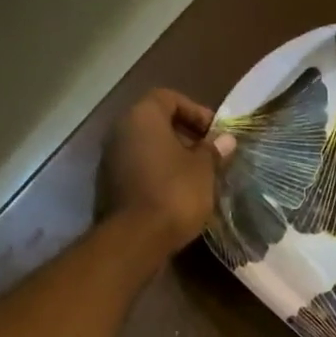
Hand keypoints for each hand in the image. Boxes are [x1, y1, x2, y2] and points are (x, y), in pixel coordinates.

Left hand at [96, 89, 236, 259]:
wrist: (137, 238)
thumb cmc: (175, 194)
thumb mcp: (203, 171)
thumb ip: (213, 151)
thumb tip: (225, 139)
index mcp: (143, 117)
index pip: (169, 98)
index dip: (195, 111)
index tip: (215, 133)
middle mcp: (121, 130)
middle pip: (155, 123)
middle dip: (184, 136)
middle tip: (208, 157)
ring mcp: (111, 159)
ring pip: (146, 148)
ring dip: (170, 158)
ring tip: (195, 178)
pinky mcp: (110, 186)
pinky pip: (139, 170)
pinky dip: (157, 175)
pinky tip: (176, 194)